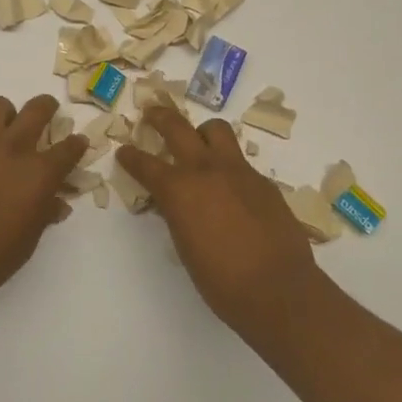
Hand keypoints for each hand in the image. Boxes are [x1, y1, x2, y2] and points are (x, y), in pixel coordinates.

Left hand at [0, 94, 88, 304]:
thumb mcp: (27, 241)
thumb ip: (44, 214)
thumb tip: (56, 203)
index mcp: (39, 174)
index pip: (68, 148)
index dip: (77, 144)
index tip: (78, 143)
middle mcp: (12, 150)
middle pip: (37, 109)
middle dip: (48, 108)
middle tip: (48, 116)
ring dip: (8, 113)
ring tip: (7, 130)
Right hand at [117, 108, 325, 332]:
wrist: (278, 289)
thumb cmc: (221, 281)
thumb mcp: (185, 248)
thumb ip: (177, 215)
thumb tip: (175, 204)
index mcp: (179, 190)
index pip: (146, 164)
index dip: (131, 157)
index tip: (123, 150)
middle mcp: (207, 170)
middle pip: (178, 128)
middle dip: (161, 117)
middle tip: (152, 112)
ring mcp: (239, 171)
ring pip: (216, 131)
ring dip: (202, 132)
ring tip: (198, 143)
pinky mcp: (263, 181)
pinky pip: (240, 161)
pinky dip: (228, 165)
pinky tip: (230, 188)